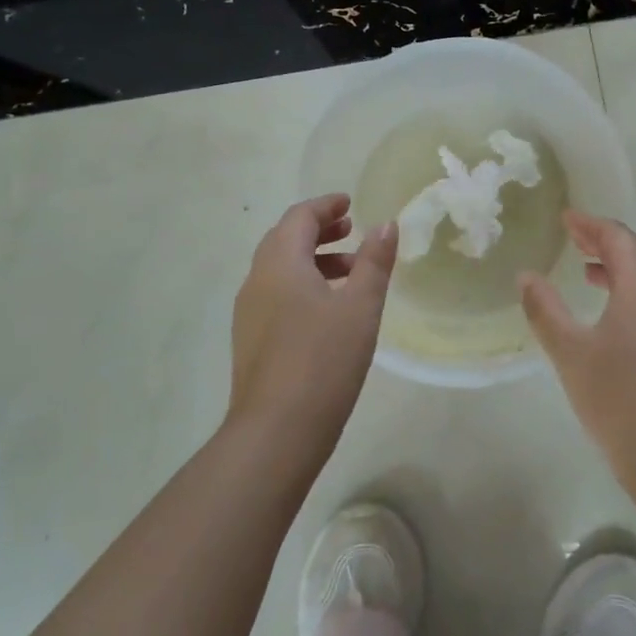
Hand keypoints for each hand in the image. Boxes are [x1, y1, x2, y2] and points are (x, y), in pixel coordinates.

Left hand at [228, 194, 397, 454]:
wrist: (276, 432)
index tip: (350, 203)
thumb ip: (375, 261)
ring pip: (280, 269)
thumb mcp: (361, 307)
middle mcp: (257, 280)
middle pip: (285, 239)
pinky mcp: (251, 340)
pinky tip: (329, 309)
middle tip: (352, 230)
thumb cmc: (323, 360)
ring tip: (351, 271)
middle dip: (319, 230)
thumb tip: (386, 224)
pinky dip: (302, 284)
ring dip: (313, 259)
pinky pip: (276, 294)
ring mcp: (249, 313)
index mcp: (279, 263)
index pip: (299, 217)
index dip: (326, 206)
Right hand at [519, 212, 635, 489]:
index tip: (565, 219)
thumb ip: (545, 310)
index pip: (620, 237)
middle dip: (609, 240)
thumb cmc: (620, 399)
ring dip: (624, 266)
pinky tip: (614, 317)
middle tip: (576, 241)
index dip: (591, 224)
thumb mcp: (570, 352)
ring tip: (590, 274)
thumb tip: (526, 277)